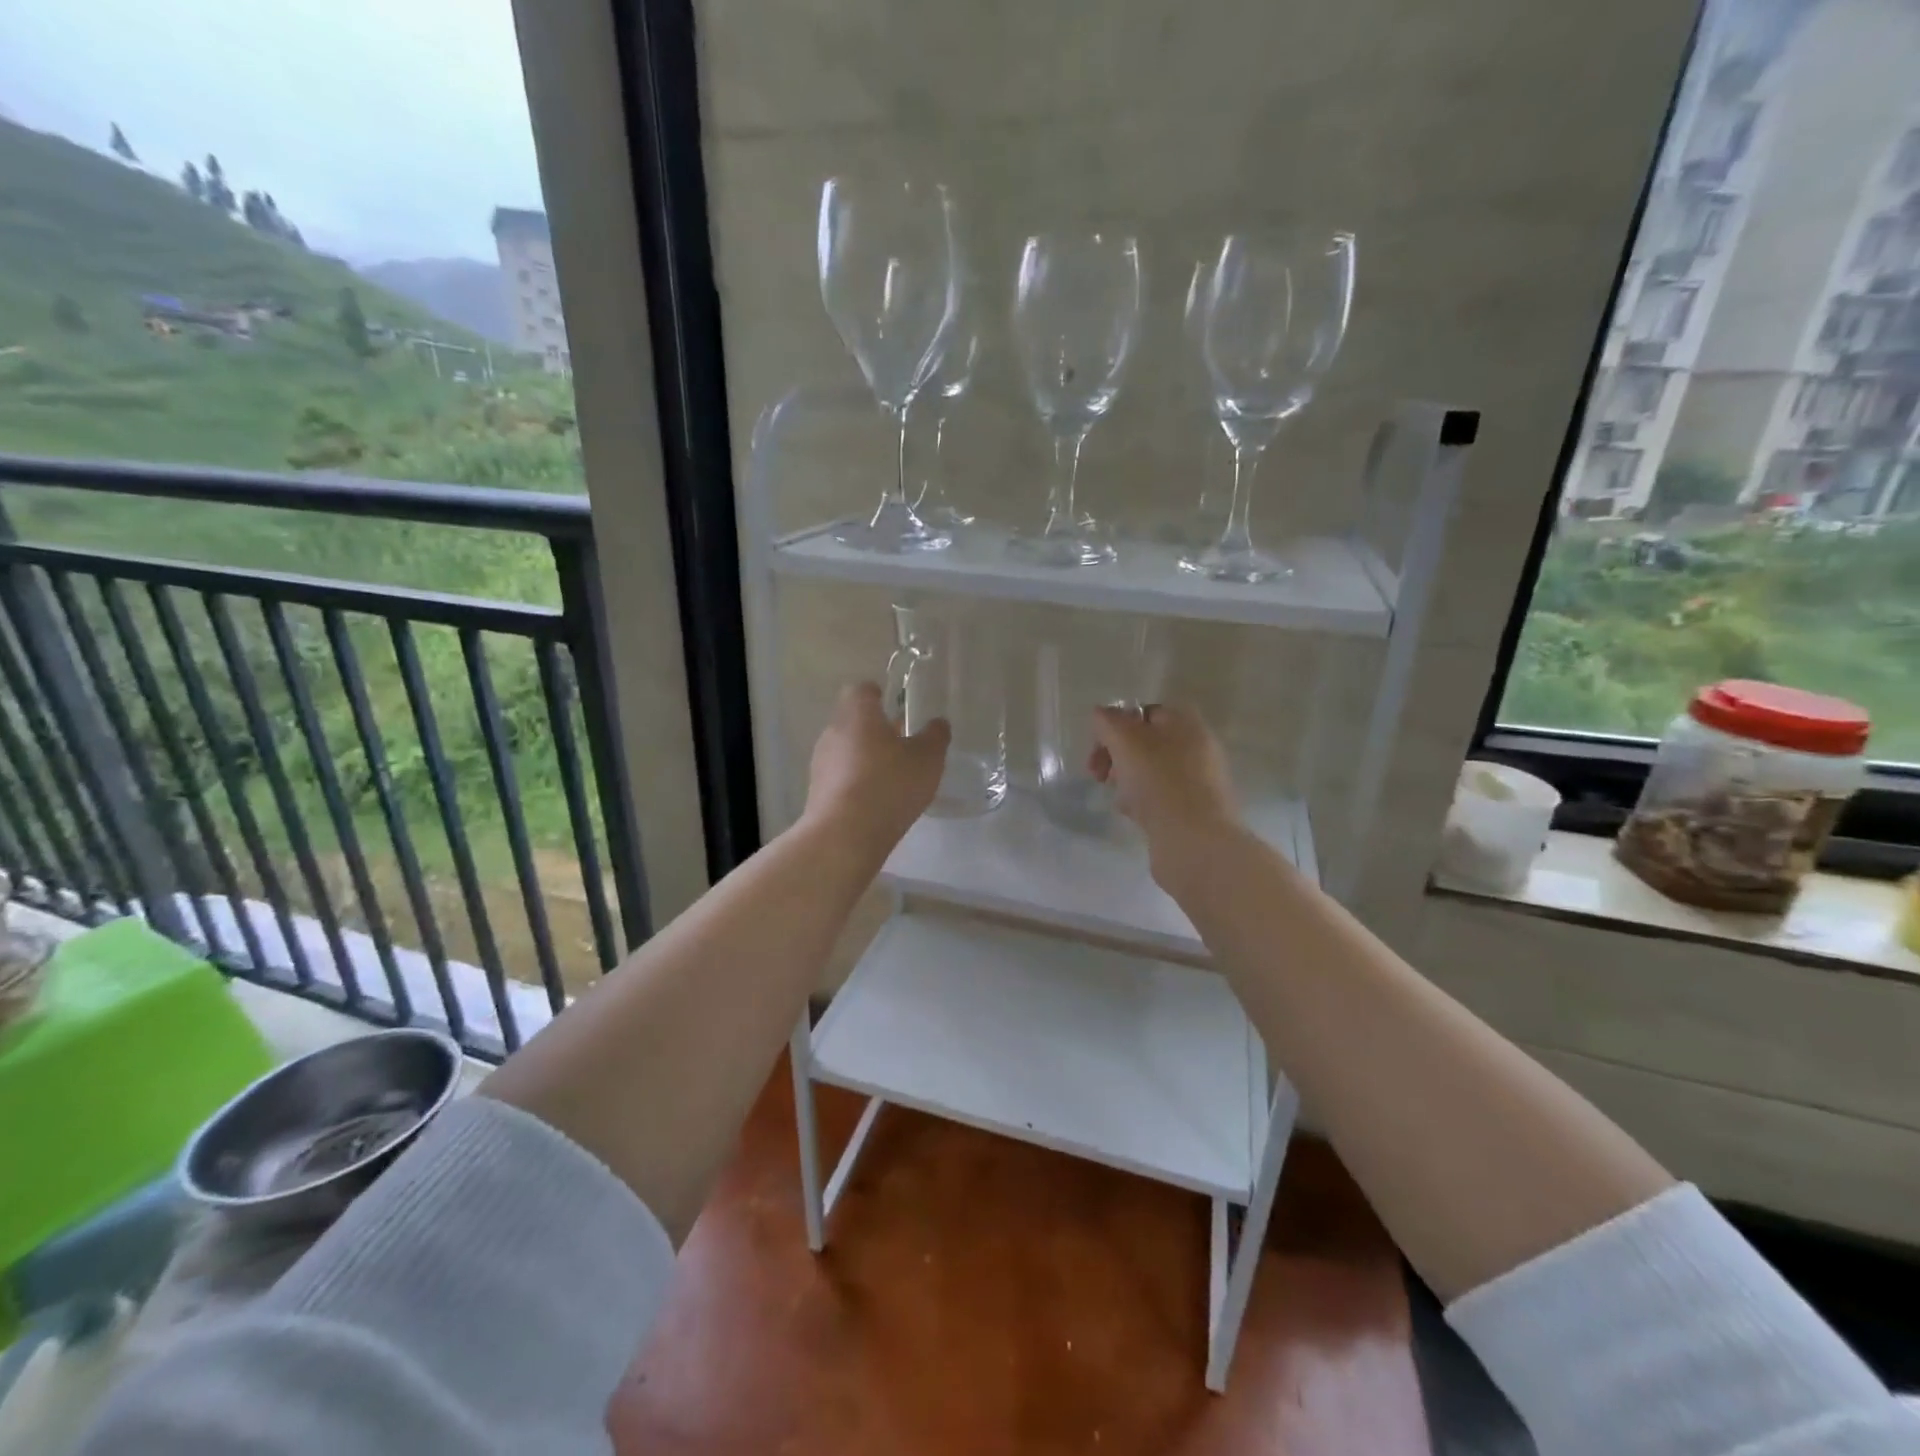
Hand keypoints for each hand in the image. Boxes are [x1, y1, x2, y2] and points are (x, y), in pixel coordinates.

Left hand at [803, 682, 950, 858]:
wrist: (844, 835)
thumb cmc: (889, 785)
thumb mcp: (927, 759)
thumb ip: (935, 737)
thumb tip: (938, 723)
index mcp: (858, 713)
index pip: (862, 690)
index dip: (879, 695)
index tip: (896, 706)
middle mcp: (833, 731)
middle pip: (854, 720)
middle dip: (876, 729)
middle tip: (903, 743)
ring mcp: (821, 762)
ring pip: (846, 750)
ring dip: (866, 758)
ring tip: (893, 777)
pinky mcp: (817, 791)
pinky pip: (841, 777)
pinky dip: (857, 782)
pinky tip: (877, 801)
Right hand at [1088, 703, 1243, 878]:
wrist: (1195, 840)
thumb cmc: (1158, 781)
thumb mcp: (1125, 741)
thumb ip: (1108, 721)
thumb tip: (1101, 714)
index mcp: (1185, 722)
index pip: (1142, 713)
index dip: (1114, 728)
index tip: (1097, 751)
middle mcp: (1197, 745)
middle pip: (1145, 743)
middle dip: (1117, 757)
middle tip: (1100, 776)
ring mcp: (1200, 779)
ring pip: (1151, 771)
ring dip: (1127, 781)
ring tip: (1120, 800)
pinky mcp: (1196, 809)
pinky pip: (1161, 796)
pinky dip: (1143, 801)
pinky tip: (1135, 816)